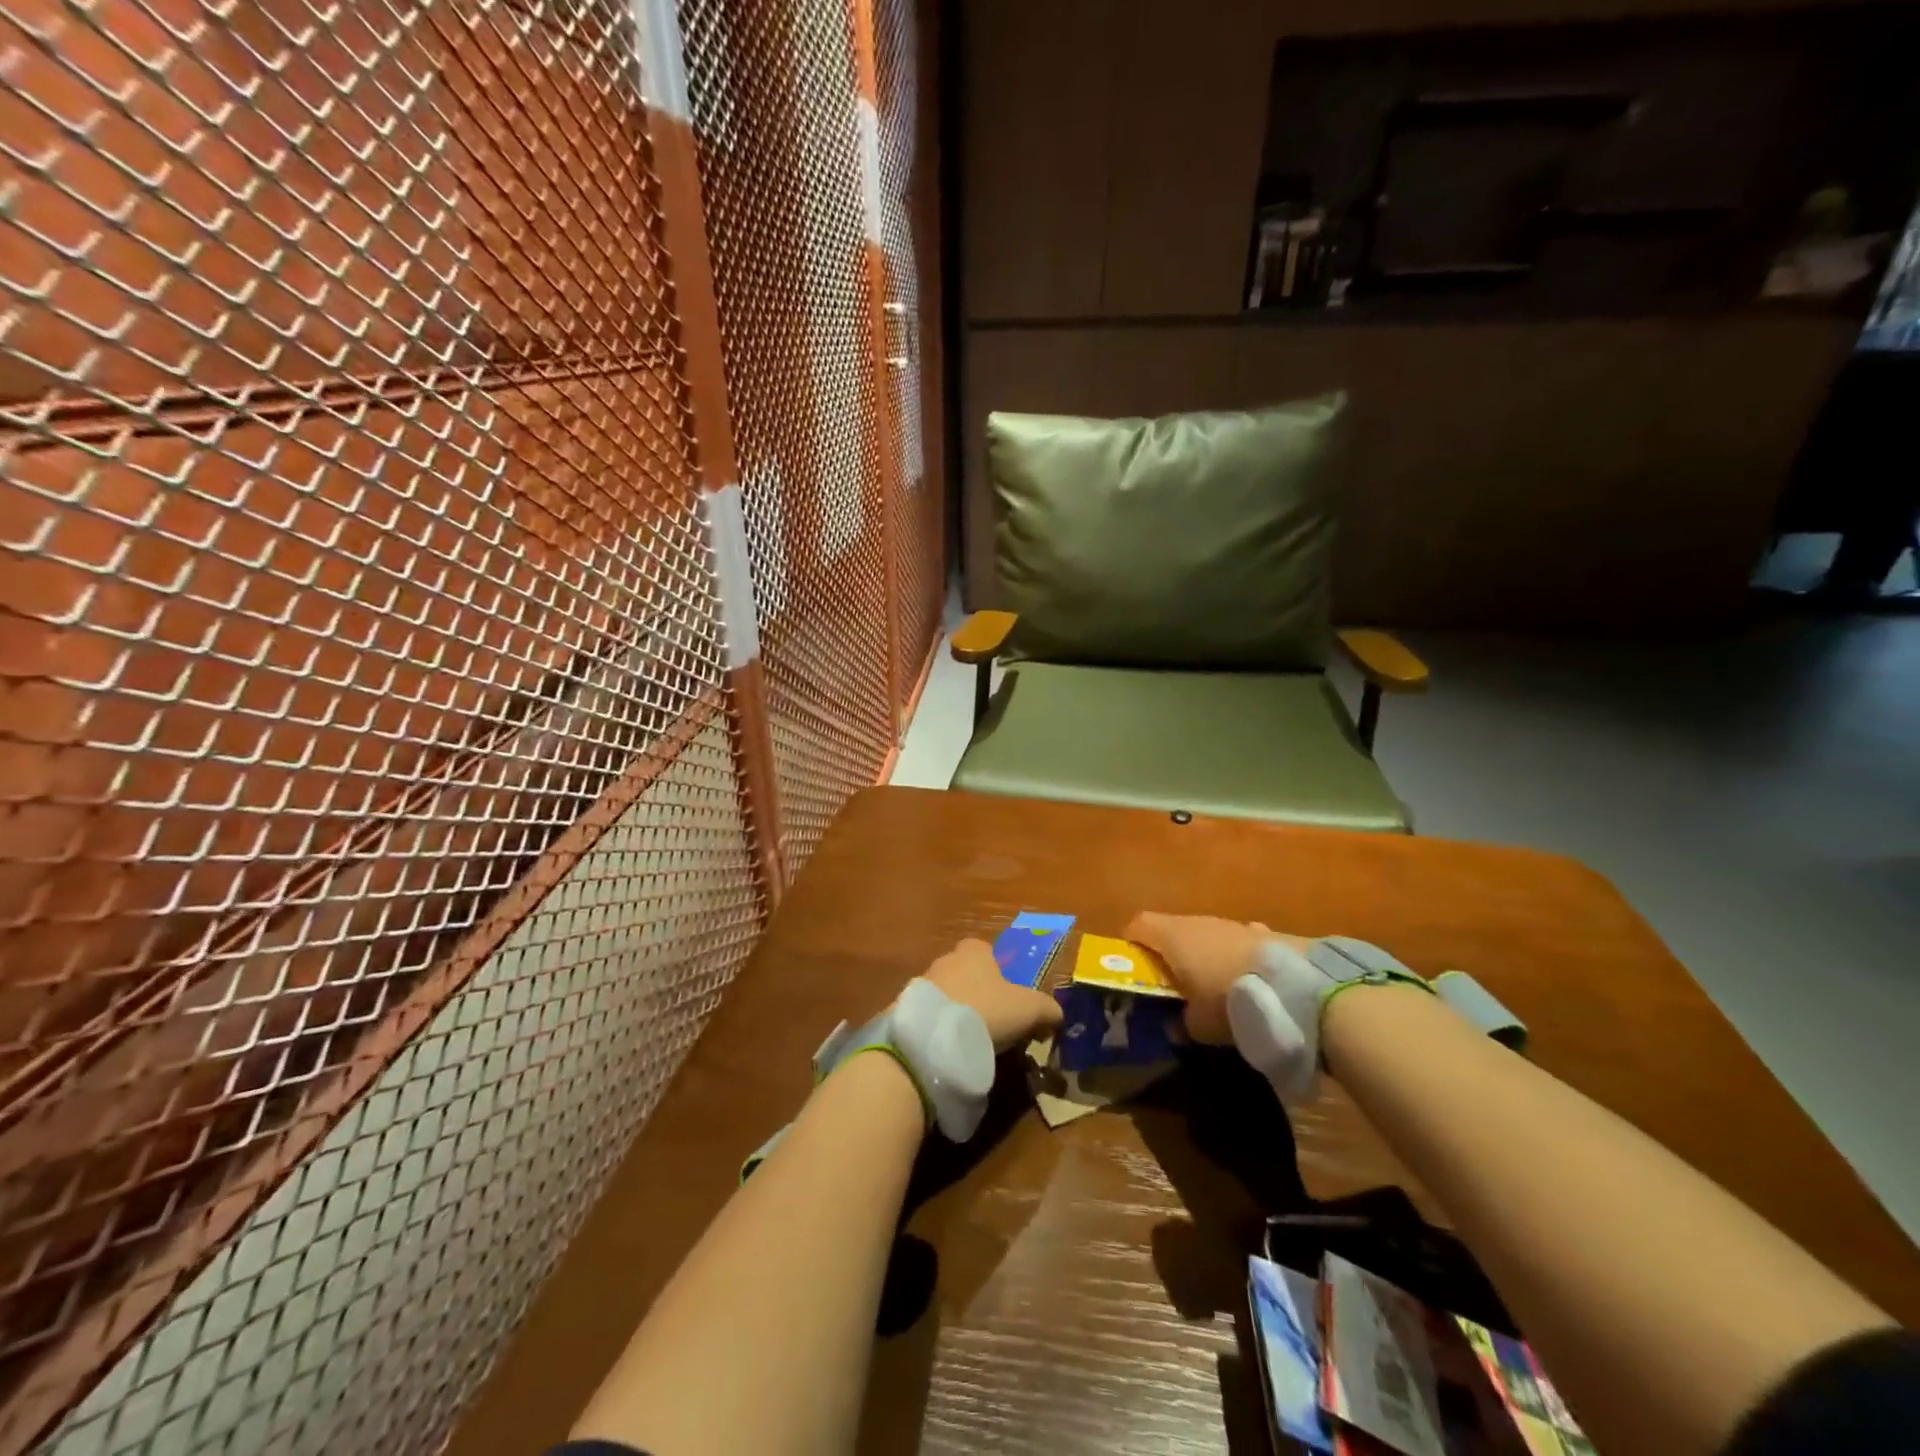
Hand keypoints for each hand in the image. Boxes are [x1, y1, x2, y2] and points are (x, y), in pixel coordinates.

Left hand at [921, 939, 1063, 1052]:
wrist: (936, 1035)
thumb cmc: (989, 1009)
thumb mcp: (1030, 1008)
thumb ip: (1048, 1009)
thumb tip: (1057, 1015)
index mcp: (974, 950)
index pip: (987, 951)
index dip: (999, 972)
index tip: (1009, 998)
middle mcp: (947, 958)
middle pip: (967, 972)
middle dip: (978, 993)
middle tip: (994, 1022)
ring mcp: (924, 982)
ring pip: (948, 993)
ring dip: (958, 1011)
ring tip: (972, 1039)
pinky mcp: (908, 1008)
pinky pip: (931, 1015)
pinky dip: (941, 1027)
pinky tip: (951, 1047)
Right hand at [1124, 913, 1309, 1043]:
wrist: (1297, 987)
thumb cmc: (1231, 1000)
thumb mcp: (1200, 1025)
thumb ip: (1182, 1023)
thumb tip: (1175, 1026)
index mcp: (1173, 937)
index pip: (1138, 925)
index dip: (1131, 943)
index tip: (1132, 966)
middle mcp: (1198, 922)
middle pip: (1171, 929)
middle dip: (1168, 953)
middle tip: (1170, 984)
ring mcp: (1231, 924)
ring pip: (1204, 934)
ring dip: (1202, 954)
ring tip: (1210, 985)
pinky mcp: (1261, 933)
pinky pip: (1235, 942)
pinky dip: (1233, 956)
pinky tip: (1246, 980)